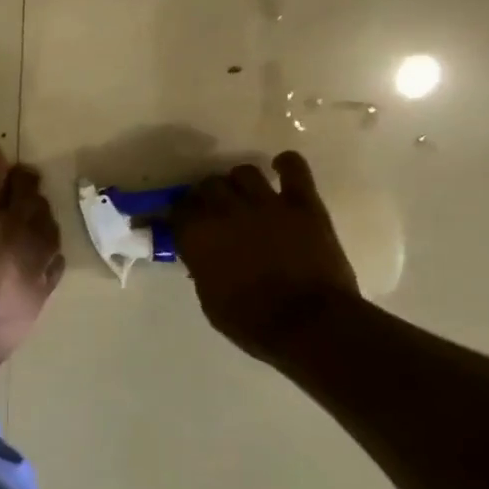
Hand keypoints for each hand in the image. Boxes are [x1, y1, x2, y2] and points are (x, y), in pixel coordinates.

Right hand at [171, 151, 357, 362]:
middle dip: (207, 195)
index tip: (185, 223)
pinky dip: (286, 164)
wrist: (309, 324)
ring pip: (244, 172)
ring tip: (245, 193)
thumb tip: (202, 257)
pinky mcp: (303, 204)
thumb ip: (202, 269)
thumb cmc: (251, 322)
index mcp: (197, 236)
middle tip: (214, 208)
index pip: (179, 209)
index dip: (181, 215)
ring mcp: (266, 203)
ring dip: (239, 181)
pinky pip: (294, 169)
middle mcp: (226, 211)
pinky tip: (281, 167)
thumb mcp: (209, 300)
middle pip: (208, 185)